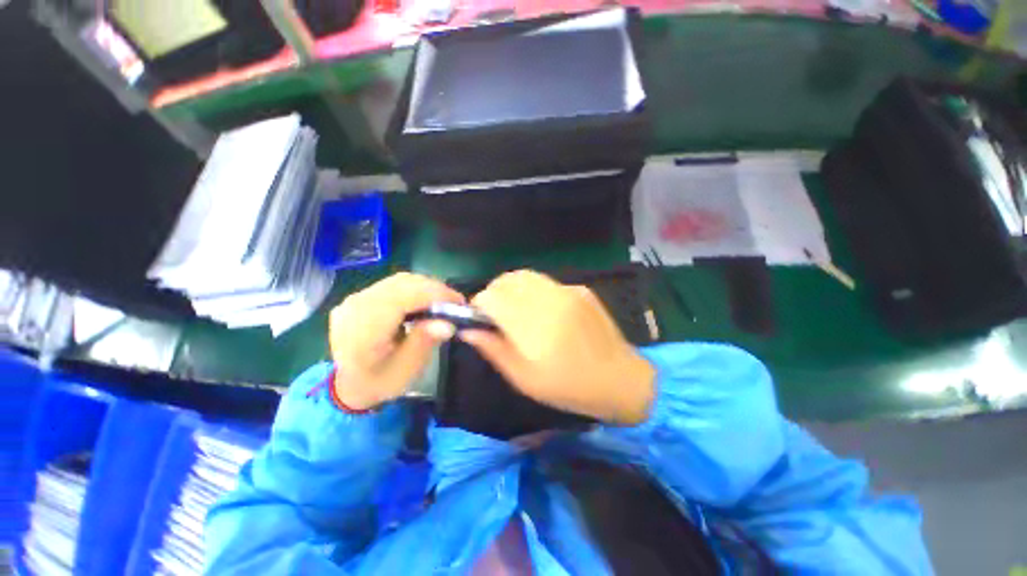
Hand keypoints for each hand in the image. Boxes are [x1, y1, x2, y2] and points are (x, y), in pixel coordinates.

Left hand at [329, 272, 463, 409]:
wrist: (346, 385)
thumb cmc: (378, 381)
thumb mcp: (405, 370)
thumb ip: (424, 342)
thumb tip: (447, 323)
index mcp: (365, 326)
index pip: (405, 296)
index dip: (436, 294)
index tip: (460, 303)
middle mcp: (357, 305)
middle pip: (403, 283)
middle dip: (435, 289)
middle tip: (455, 303)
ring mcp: (356, 299)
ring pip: (399, 281)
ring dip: (426, 288)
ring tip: (443, 302)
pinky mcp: (361, 297)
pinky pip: (393, 285)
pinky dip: (414, 289)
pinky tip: (425, 302)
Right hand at [462, 270, 655, 424]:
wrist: (620, 379)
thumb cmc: (568, 387)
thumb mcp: (524, 379)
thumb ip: (494, 350)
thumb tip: (468, 331)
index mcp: (533, 325)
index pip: (492, 297)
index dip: (479, 304)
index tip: (478, 317)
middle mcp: (549, 300)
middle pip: (507, 280)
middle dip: (493, 292)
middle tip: (494, 313)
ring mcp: (567, 291)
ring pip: (526, 275)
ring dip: (512, 288)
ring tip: (514, 308)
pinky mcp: (580, 289)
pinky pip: (546, 282)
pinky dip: (533, 290)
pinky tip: (542, 310)